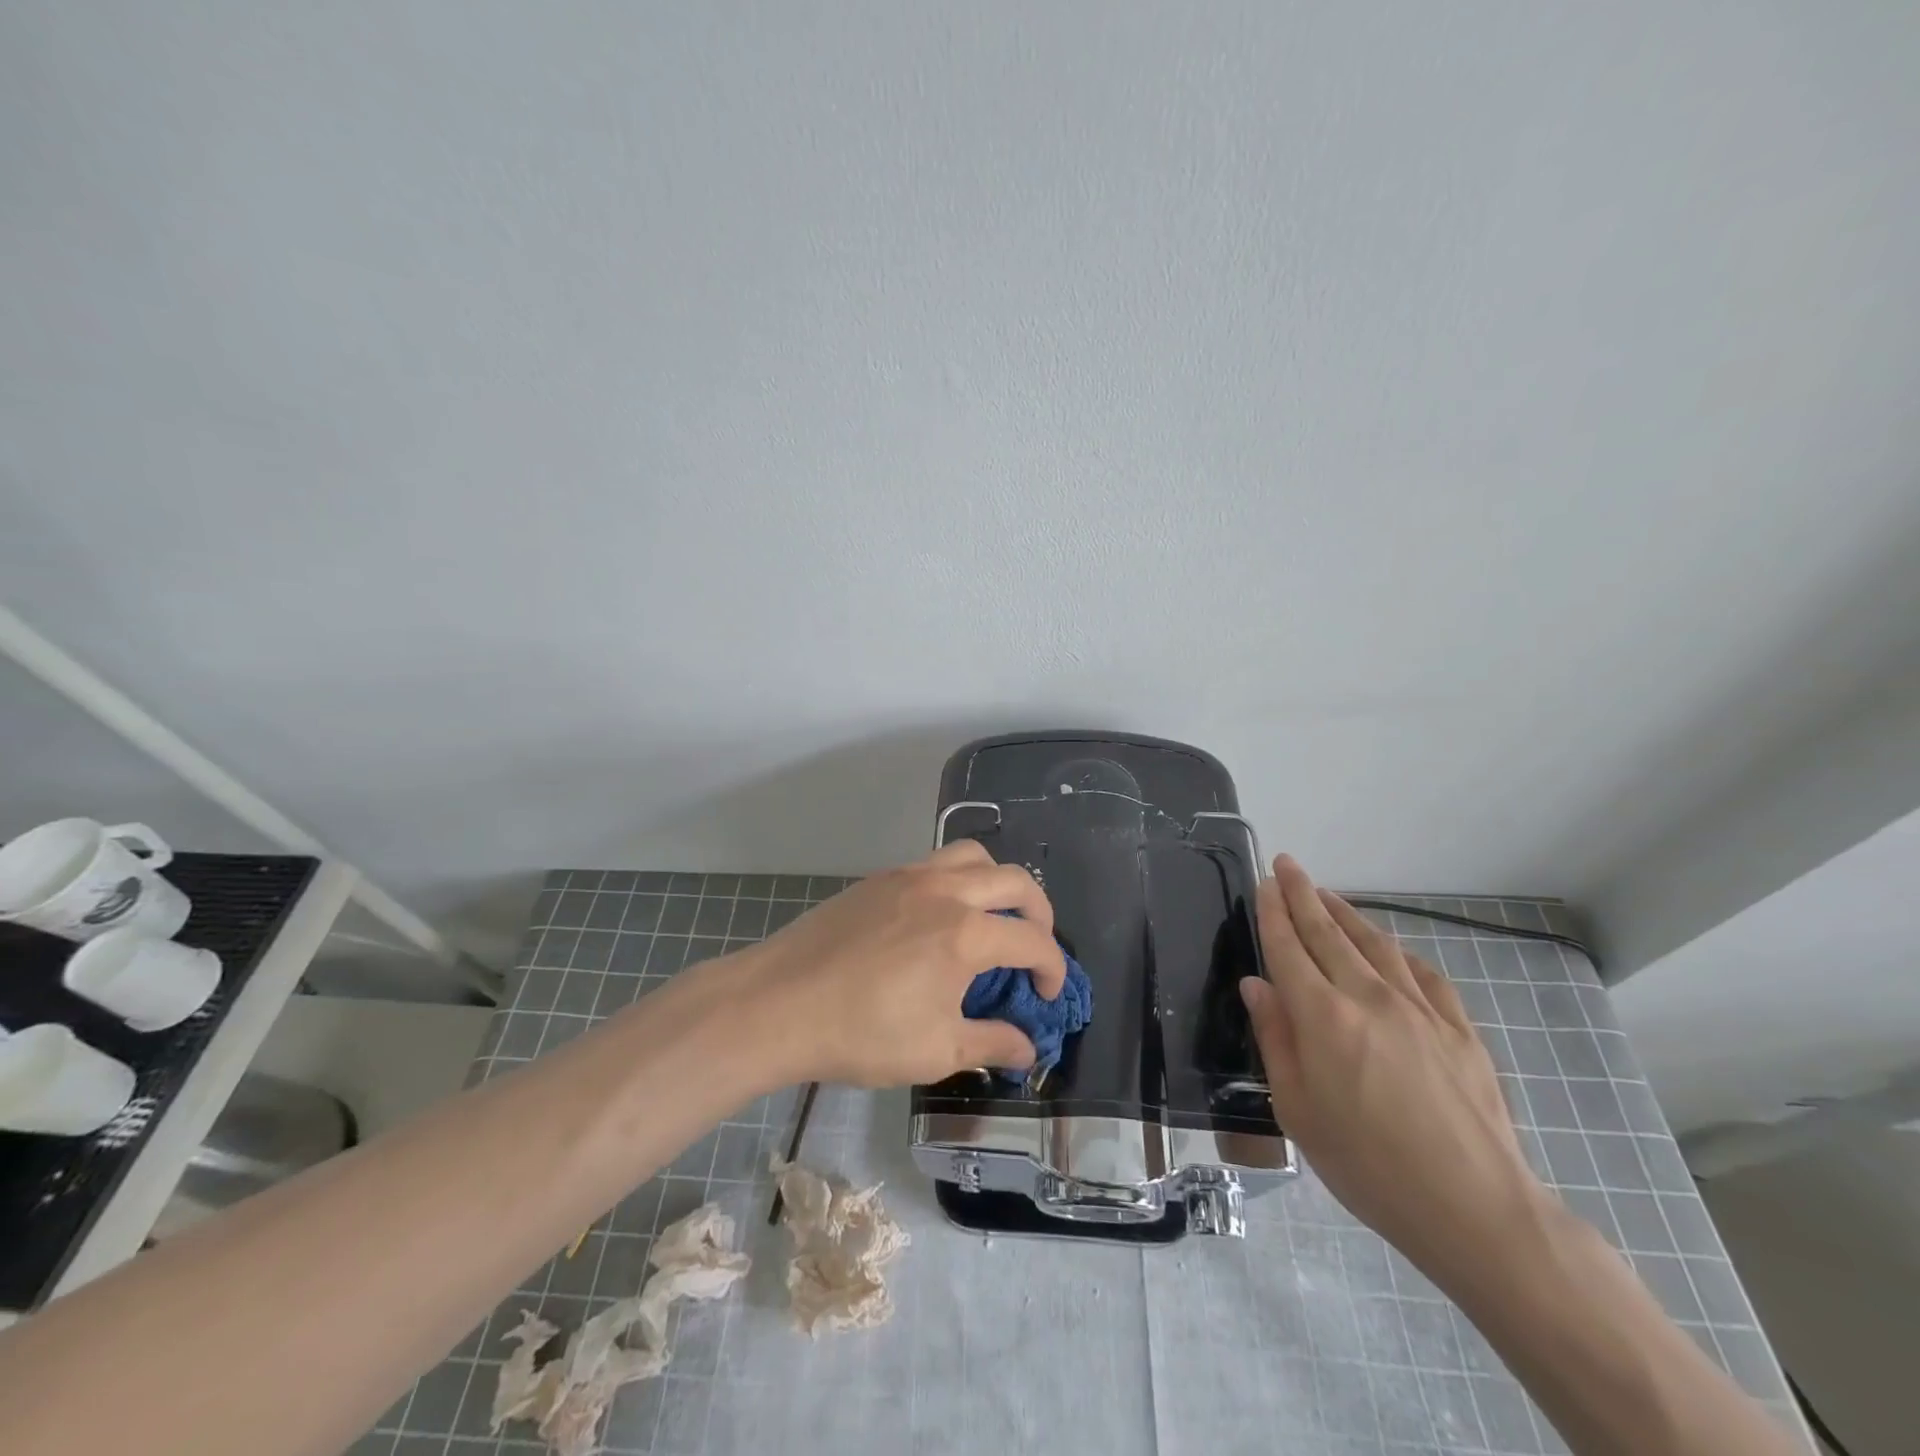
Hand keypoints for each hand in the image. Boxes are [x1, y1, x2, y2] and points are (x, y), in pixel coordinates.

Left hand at [732, 840, 1067, 1087]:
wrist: (777, 1004)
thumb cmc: (860, 1033)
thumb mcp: (935, 1051)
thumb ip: (990, 1044)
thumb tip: (1027, 1048)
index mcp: (965, 933)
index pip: (1032, 940)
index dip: (1053, 968)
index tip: (1048, 995)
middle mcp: (945, 891)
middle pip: (1015, 880)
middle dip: (1039, 912)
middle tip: (1035, 946)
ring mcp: (909, 876)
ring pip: (973, 856)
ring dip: (998, 882)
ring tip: (993, 916)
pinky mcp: (879, 878)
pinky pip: (935, 862)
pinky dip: (958, 878)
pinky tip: (941, 914)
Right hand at [1240, 855, 1557, 1282]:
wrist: (1475, 1209)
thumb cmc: (1368, 1166)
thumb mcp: (1298, 1111)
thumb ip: (1276, 1038)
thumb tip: (1257, 985)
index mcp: (1323, 1017)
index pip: (1289, 948)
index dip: (1273, 912)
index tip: (1264, 882)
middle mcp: (1368, 997)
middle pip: (1328, 932)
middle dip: (1303, 894)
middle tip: (1287, 864)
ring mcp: (1419, 1009)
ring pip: (1374, 944)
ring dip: (1345, 913)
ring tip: (1326, 894)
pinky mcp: (1459, 1028)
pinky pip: (1422, 974)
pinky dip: (1397, 952)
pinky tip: (1389, 948)